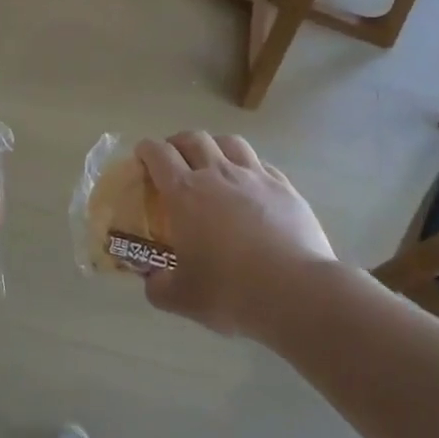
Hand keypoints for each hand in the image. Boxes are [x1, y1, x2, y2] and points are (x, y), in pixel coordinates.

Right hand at [135, 132, 335, 337]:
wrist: (296, 293)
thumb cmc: (231, 291)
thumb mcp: (181, 298)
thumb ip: (158, 286)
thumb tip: (153, 280)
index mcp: (185, 193)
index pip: (158, 154)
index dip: (146, 150)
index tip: (141, 156)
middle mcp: (218, 174)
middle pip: (193, 139)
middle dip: (177, 143)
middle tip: (173, 159)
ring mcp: (255, 177)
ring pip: (229, 142)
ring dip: (214, 146)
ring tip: (212, 162)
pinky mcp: (285, 188)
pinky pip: (261, 164)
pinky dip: (248, 167)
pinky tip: (249, 185)